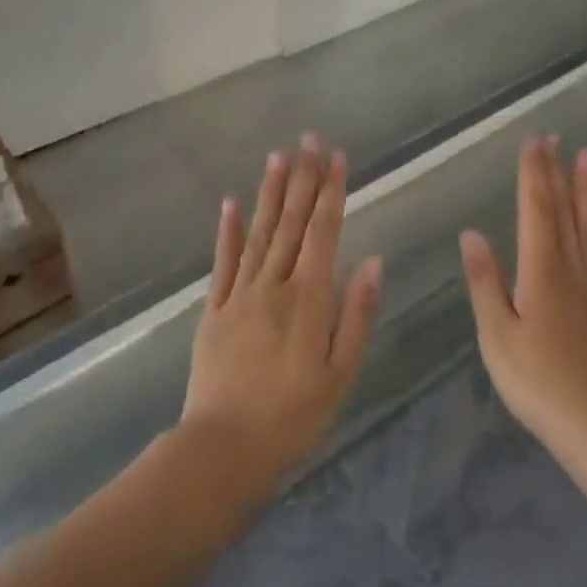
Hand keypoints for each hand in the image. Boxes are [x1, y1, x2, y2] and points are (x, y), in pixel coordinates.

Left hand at [182, 134, 383, 488]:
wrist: (224, 446)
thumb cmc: (293, 416)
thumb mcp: (340, 373)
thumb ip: (356, 315)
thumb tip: (372, 262)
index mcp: (308, 300)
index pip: (323, 233)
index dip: (330, 193)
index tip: (335, 157)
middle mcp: (273, 286)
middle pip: (290, 224)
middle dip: (302, 179)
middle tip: (308, 140)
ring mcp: (239, 295)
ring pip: (258, 234)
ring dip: (269, 194)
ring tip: (277, 157)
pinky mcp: (214, 310)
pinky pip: (223, 263)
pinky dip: (228, 232)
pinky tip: (231, 204)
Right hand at [459, 138, 586, 448]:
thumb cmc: (535, 380)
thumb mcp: (495, 333)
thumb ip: (485, 282)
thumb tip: (471, 234)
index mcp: (540, 273)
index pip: (535, 213)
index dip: (533, 177)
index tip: (533, 143)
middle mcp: (570, 272)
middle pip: (564, 214)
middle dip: (558, 175)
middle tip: (559, 139)